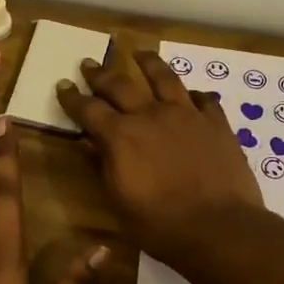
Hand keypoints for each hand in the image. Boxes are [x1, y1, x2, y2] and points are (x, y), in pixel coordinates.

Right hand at [55, 43, 264, 265]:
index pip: (88, 109)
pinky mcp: (216, 124)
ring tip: (140, 53)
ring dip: (148, 64)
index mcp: (120, 136)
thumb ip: (103, 166)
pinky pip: (204, 100)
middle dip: (100, 74)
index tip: (63, 85)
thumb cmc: (160, 225)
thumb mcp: (119, 202)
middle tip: (89, 63)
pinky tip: (192, 94)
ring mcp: (186, 116)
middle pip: (120, 85)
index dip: (72, 97)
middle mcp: (150, 116)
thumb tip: (89, 143)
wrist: (220, 230)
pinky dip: (194, 95)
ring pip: (164, 78)